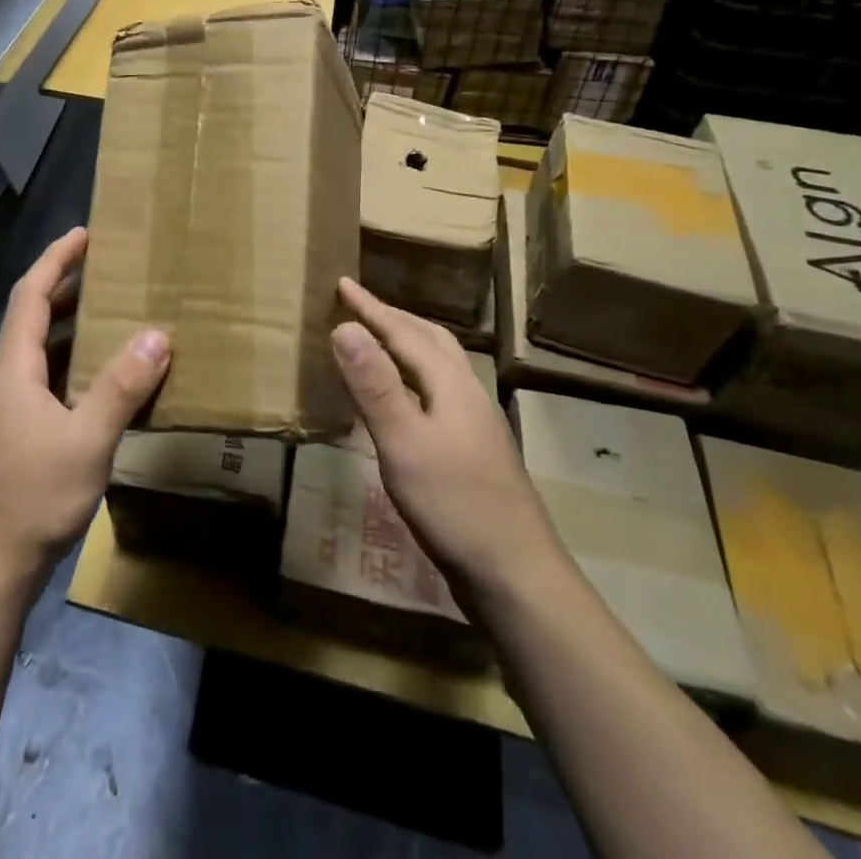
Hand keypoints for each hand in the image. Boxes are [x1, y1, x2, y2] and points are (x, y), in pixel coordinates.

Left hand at [0, 228, 170, 586]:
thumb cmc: (33, 497)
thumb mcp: (88, 440)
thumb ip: (122, 386)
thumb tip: (158, 335)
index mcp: (11, 369)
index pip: (30, 295)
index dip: (56, 260)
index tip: (84, 235)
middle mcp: (1, 381)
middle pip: (30, 320)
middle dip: (65, 290)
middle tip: (106, 272)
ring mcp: (2, 412)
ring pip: (36, 355)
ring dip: (68, 331)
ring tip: (110, 319)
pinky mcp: (9, 439)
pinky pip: (41, 383)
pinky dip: (68, 368)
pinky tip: (97, 385)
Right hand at [330, 278, 560, 602]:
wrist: (517, 576)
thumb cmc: (454, 505)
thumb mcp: (403, 442)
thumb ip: (374, 385)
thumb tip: (345, 326)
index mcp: (451, 384)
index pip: (404, 332)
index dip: (371, 308)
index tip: (342, 284)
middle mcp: (467, 393)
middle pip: (430, 340)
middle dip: (393, 318)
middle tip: (360, 306)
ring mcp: (476, 424)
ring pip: (440, 366)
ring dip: (408, 344)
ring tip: (380, 342)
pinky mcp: (475, 451)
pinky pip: (439, 391)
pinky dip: (414, 377)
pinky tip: (404, 401)